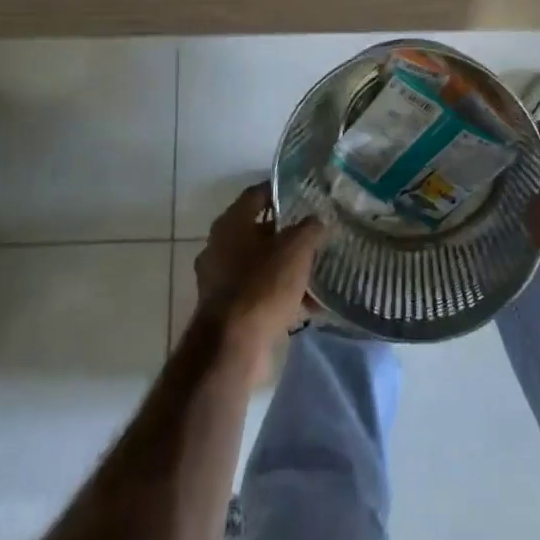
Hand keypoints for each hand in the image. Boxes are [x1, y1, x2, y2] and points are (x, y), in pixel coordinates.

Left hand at [194, 184, 324, 366]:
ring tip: (319, 269)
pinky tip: (311, 304)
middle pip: (259, 230)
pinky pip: (260, 293)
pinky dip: (282, 295)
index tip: (306, 192)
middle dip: (288, 233)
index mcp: (230, 223)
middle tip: (317, 231)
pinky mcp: (228, 311)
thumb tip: (318, 221)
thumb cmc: (262, 285)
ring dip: (287, 267)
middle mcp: (220, 247)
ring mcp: (221, 281)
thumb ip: (310, 228)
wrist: (233, 348)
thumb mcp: (296, 249)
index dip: (281, 191)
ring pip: (261, 264)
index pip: (257, 194)